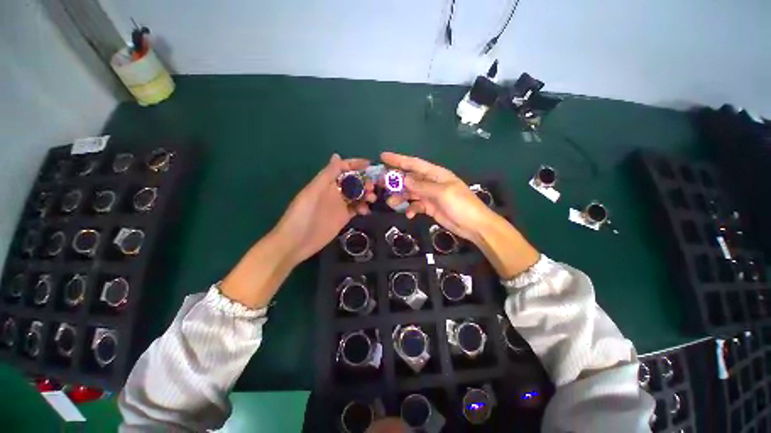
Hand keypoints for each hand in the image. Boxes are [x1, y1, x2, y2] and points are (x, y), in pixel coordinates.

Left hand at [274, 154, 375, 264]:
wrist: (296, 242)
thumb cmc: (302, 214)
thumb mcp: (314, 192)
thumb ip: (327, 175)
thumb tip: (337, 155)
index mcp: (326, 182)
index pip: (343, 168)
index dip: (355, 164)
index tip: (370, 165)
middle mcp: (334, 192)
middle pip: (353, 181)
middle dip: (364, 181)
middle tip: (372, 187)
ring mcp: (340, 205)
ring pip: (357, 195)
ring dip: (366, 194)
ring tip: (372, 199)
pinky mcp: (344, 218)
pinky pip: (356, 208)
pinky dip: (363, 208)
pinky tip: (366, 211)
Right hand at [380, 152, 493, 241]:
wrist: (474, 225)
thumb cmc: (461, 205)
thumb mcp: (441, 193)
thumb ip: (421, 186)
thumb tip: (403, 179)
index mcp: (435, 174)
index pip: (414, 164)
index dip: (398, 159)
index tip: (383, 157)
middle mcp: (431, 182)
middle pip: (409, 178)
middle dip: (395, 180)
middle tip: (379, 184)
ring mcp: (430, 196)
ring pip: (410, 193)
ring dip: (400, 197)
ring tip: (391, 203)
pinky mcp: (430, 207)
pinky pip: (416, 206)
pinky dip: (411, 209)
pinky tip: (409, 215)